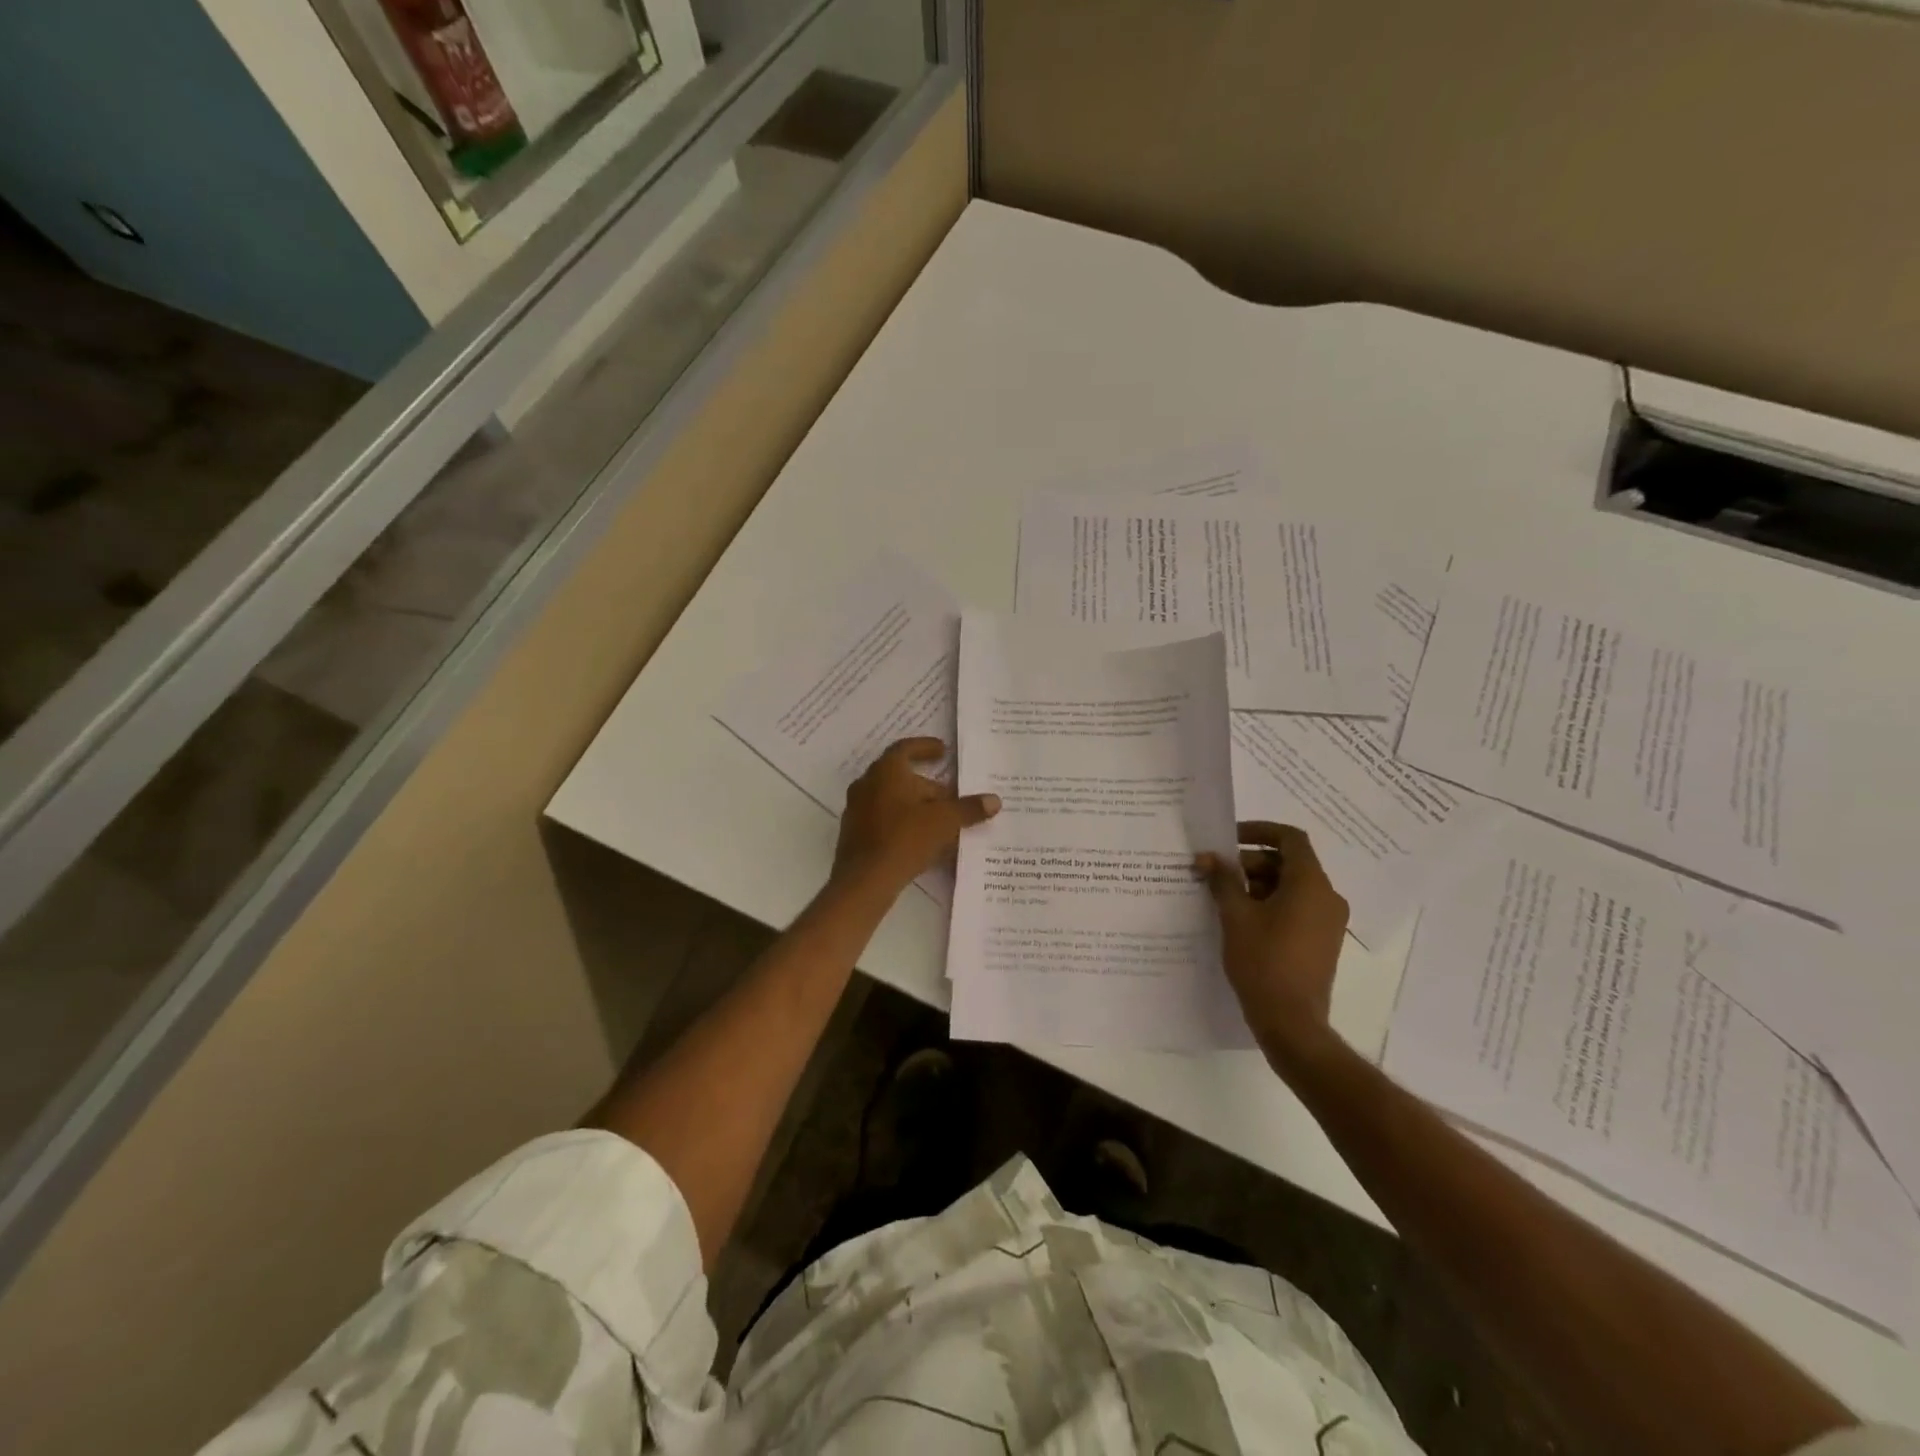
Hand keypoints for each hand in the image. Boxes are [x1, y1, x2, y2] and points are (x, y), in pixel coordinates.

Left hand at [833, 738, 999, 897]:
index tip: (943, 751)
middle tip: (950, 796)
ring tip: (940, 819)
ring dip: (915, 804)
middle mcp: (866, 784)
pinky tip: (920, 839)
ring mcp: (856, 809)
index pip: (906, 748)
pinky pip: (882, 819)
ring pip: (891, 799)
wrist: (865, 880)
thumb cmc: (905, 838)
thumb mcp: (944, 821)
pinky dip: (902, 821)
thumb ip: (968, 808)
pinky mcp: (854, 833)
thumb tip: (994, 801)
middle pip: (900, 776)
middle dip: (927, 785)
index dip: (926, 747)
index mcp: (886, 771)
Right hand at [1196, 821, 1348, 1065]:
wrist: (1291, 1022)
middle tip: (1216, 874)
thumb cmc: (1263, 961)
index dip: (1258, 831)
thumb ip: (1222, 880)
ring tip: (1222, 897)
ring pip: (1291, 886)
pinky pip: (1296, 908)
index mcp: (1310, 884)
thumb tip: (1208, 858)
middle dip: (1250, 863)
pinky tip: (1239, 919)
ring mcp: (1328, 921)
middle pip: (1288, 863)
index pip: (1289, 838)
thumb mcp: (1235, 916)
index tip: (1228, 839)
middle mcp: (1326, 897)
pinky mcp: (1321, 941)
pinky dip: (1269, 904)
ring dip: (1256, 884)